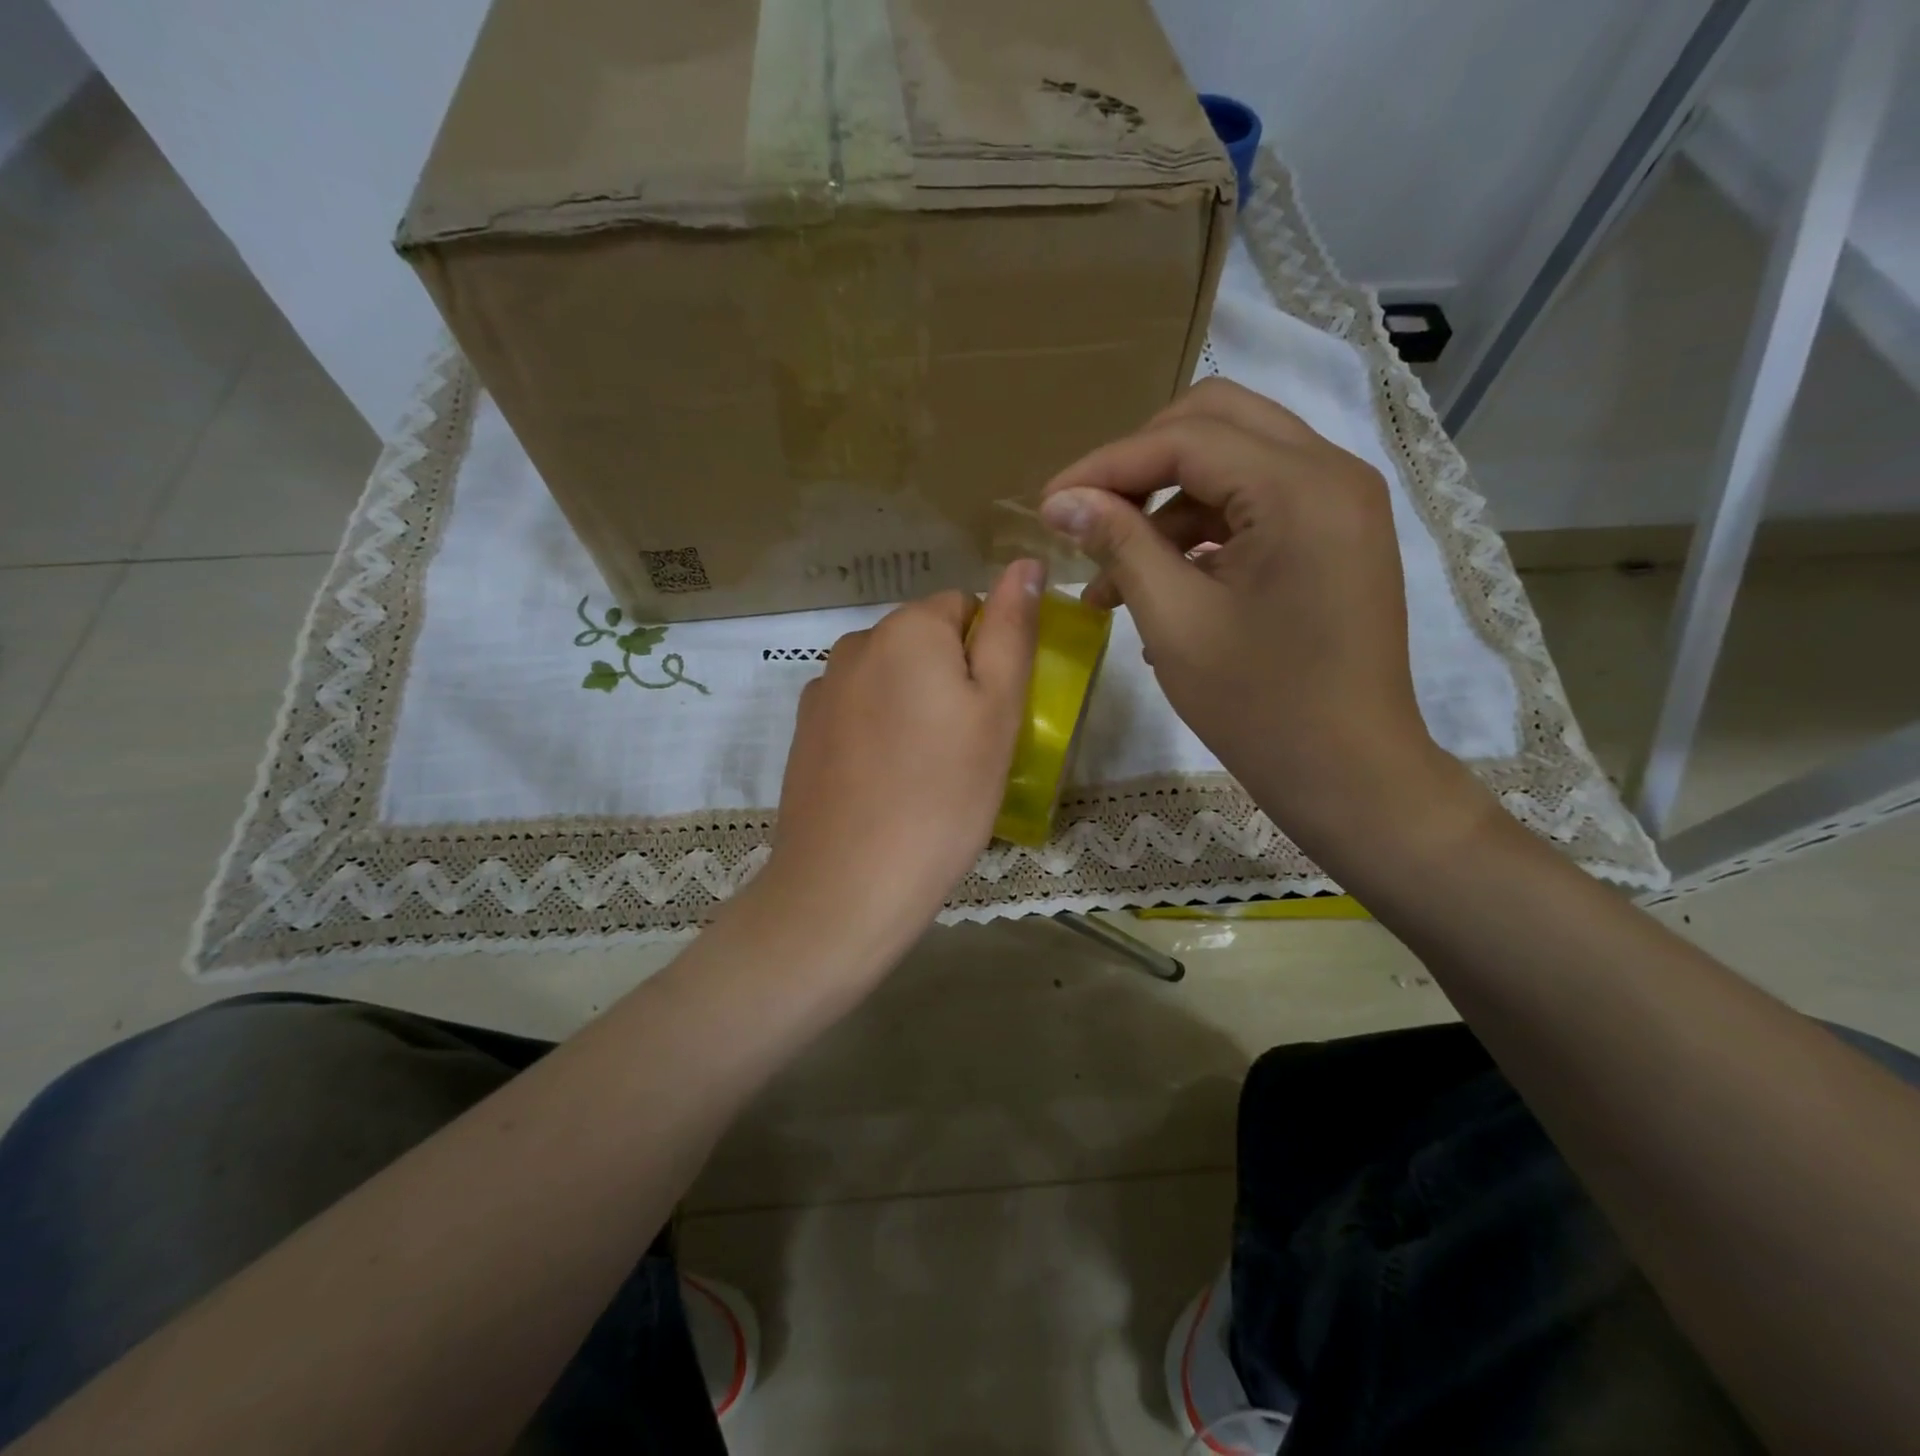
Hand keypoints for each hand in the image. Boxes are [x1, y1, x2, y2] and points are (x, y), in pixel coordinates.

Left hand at [758, 560, 1044, 952]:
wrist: (849, 882)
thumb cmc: (944, 795)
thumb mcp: (998, 710)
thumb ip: (1011, 630)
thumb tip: (1024, 562)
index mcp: (908, 628)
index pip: (965, 608)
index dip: (988, 656)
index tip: (991, 715)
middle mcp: (855, 642)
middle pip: (923, 642)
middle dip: (950, 679)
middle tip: (966, 749)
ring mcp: (822, 688)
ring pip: (890, 678)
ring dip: (913, 706)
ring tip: (925, 773)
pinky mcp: (804, 731)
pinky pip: (858, 711)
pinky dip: (878, 732)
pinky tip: (885, 783)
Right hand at [1038, 379, 1481, 859]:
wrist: (1349, 774)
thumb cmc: (1260, 706)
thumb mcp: (1175, 621)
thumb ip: (1119, 544)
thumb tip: (1061, 500)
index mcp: (1300, 488)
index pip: (1185, 438)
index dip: (1105, 465)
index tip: (1048, 505)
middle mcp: (1331, 473)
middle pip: (1215, 422)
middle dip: (1139, 463)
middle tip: (1088, 514)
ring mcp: (1340, 503)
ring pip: (1234, 461)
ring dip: (1166, 503)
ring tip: (1111, 574)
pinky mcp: (1334, 536)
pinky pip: (1256, 503)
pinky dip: (1201, 530)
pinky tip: (1158, 584)